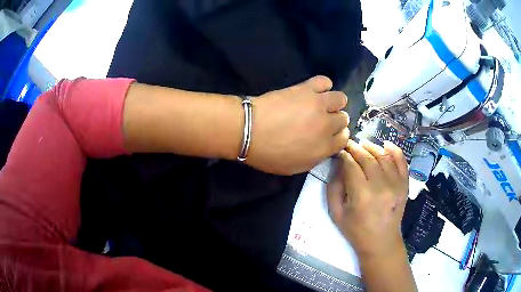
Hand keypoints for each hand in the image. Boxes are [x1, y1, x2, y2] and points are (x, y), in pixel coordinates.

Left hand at [246, 76, 349, 174]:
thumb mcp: (295, 167)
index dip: (337, 136)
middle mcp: (327, 125)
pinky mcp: (307, 89)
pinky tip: (314, 91)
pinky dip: (323, 85)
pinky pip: (325, 81)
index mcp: (325, 148)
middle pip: (343, 118)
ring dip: (334, 102)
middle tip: (321, 120)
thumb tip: (324, 147)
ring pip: (341, 98)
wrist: (249, 131)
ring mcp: (319, 104)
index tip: (328, 135)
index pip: (344, 139)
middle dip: (335, 120)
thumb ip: (315, 157)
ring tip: (321, 104)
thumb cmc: (268, 154)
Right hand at [327, 140, 408, 256]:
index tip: (340, 151)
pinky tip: (385, 145)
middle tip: (349, 145)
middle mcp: (381, 186)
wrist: (381, 242)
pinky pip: (401, 161)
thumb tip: (338, 165)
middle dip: (356, 148)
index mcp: (362, 195)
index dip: (344, 155)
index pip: (351, 165)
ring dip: (372, 147)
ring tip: (363, 145)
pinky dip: (394, 149)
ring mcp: (396, 184)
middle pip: (367, 158)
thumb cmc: (356, 231)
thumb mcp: (336, 213)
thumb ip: (333, 188)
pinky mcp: (404, 184)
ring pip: (383, 156)